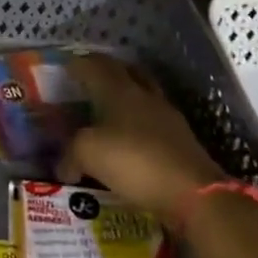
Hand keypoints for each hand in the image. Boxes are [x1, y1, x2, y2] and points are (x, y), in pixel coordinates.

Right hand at [62, 55, 224, 221]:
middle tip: (88, 82)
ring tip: (109, 111)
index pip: (94, 65)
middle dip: (105, 71)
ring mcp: (167, 117)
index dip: (77, 64)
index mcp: (118, 90)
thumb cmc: (135, 162)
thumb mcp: (89, 154)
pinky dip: (138, 125)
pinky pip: (153, 122)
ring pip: (143, 94)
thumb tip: (63, 165)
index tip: (64, 68)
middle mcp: (143, 95)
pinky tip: (129, 140)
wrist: (194, 194)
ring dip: (125, 96)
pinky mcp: (181, 140)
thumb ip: (70, 153)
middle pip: (124, 71)